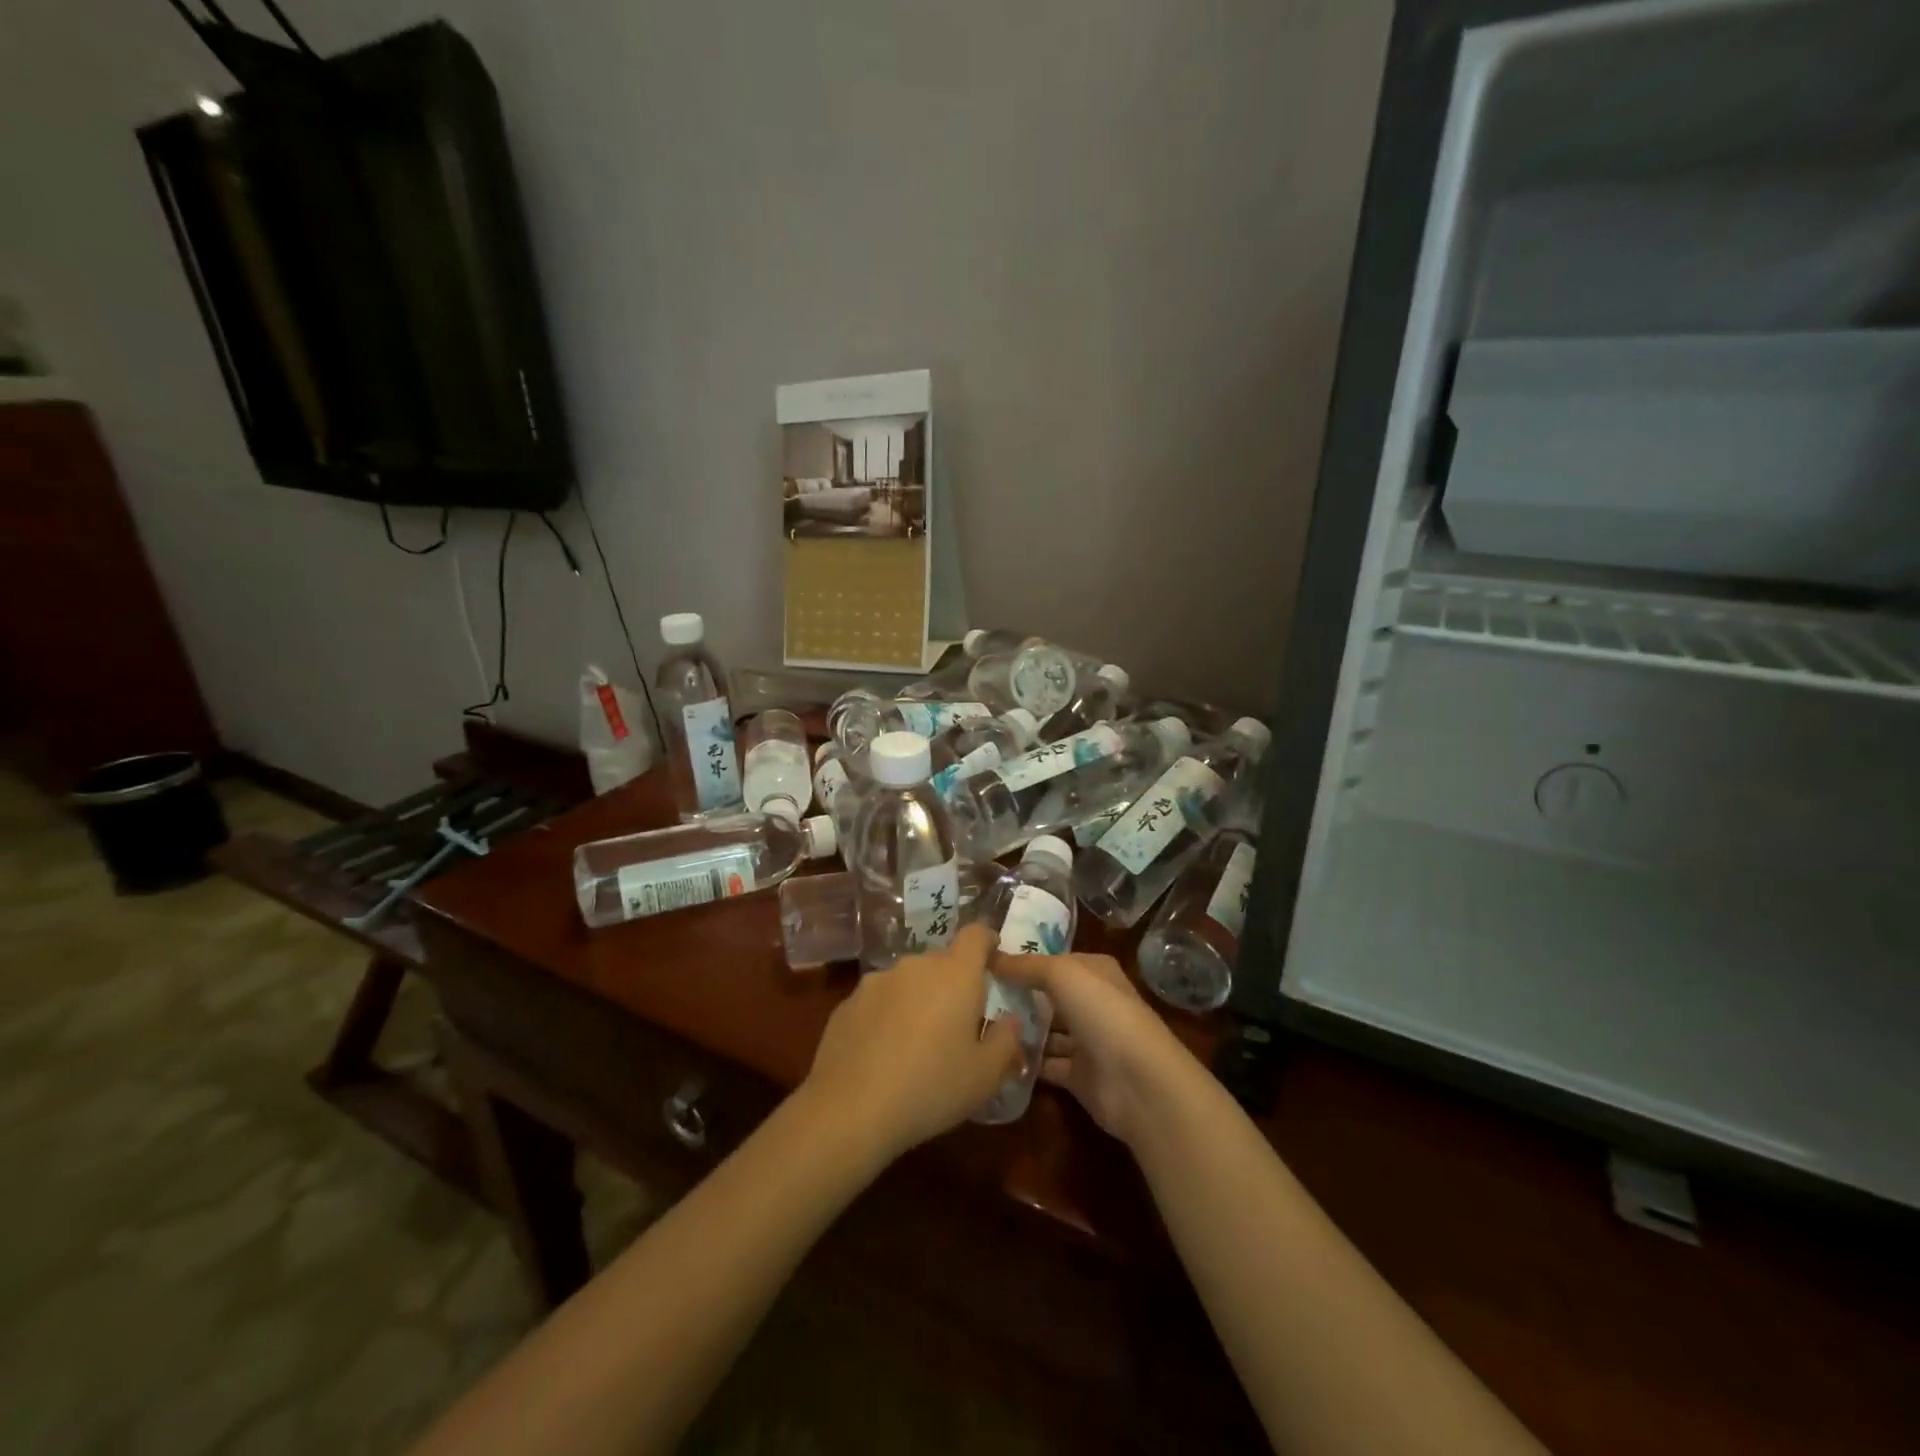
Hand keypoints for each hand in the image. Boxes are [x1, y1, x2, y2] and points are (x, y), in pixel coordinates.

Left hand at [801, 924, 1022, 1164]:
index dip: (987, 942)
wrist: (850, 1109)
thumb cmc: (931, 1087)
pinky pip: (879, 1001)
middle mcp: (915, 966)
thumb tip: (1011, 1021)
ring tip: (918, 1043)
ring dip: (919, 1000)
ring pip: (908, 981)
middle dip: (953, 983)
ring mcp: (876, 981)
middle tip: (958, 1023)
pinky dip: (888, 1016)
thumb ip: (1006, 1041)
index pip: (976, 935)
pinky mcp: (847, 1003)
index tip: (993, 960)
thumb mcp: (985, 1075)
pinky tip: (884, 1054)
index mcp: (955, 974)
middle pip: (941, 961)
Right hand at [991, 951, 1193, 1144]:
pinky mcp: (1080, 1076)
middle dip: (1018, 997)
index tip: (986, 964)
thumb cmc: (1102, 1012)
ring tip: (979, 1027)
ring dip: (1020, 1030)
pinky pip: (1047, 1065)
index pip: (1056, 961)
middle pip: (1049, 997)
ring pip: (1048, 1032)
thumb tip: (991, 955)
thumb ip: (1026, 965)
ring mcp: (1088, 1041)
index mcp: (1095, 972)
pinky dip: (1026, 1062)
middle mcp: (1094, 1003)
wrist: (1137, 1082)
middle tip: (975, 997)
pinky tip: (996, 1056)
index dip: (1025, 962)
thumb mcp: (1061, 974)